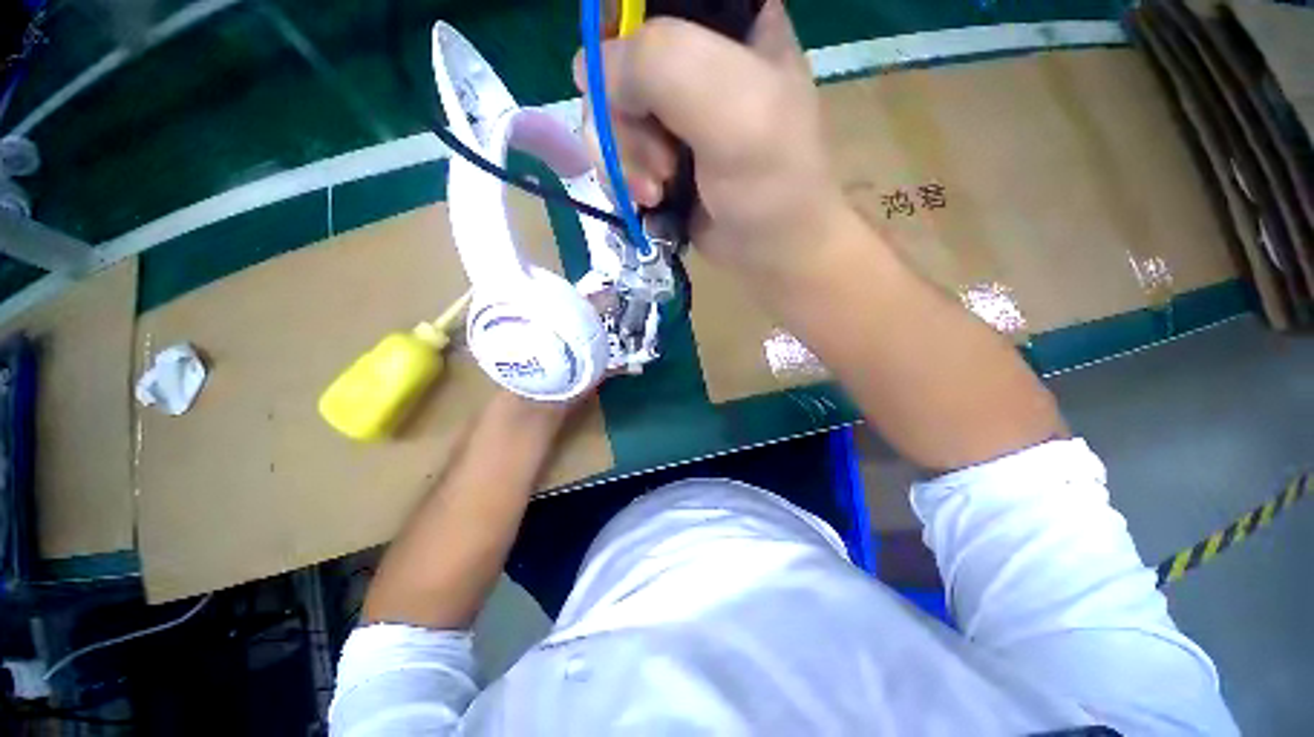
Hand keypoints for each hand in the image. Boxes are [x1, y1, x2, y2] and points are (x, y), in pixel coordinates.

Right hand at [573, 0, 846, 282]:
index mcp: (728, 20)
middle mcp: (695, 56)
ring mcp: (674, 109)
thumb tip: (591, 72)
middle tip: (659, 164)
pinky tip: (648, 200)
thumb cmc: (770, 180)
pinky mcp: (660, 151)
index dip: (619, 29)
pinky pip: (615, 149)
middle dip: (624, 120)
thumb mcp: (730, 107)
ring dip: (623, 159)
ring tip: (655, 191)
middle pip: (618, 57)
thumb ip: (659, 66)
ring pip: (611, 110)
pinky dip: (623, 178)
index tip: (621, 80)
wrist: (773, 251)